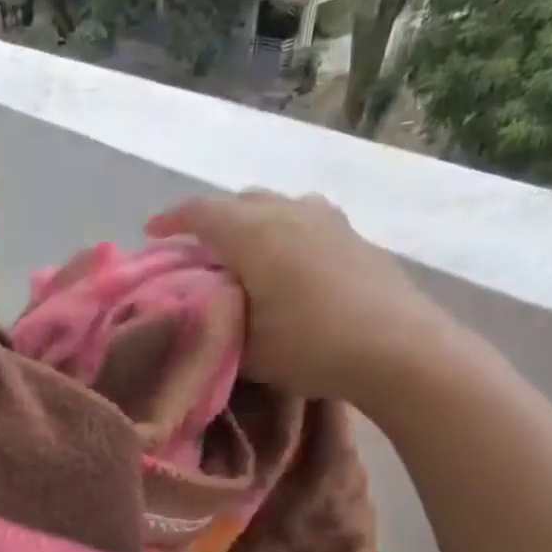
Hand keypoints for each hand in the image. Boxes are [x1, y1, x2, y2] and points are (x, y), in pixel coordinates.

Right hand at [147, 191, 461, 408]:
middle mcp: (289, 213)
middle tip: (199, 251)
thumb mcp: (248, 347)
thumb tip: (209, 312)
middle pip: (240, 202)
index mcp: (254, 234)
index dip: (171, 221)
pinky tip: (290, 265)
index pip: (201, 214)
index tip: (151, 233)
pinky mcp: (355, 237)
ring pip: (277, 206)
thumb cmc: (312, 346)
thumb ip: (220, 324)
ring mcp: (328, 221)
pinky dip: (285, 233)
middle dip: (212, 221)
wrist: (400, 349)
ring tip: (245, 253)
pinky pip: (306, 220)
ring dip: (252, 222)